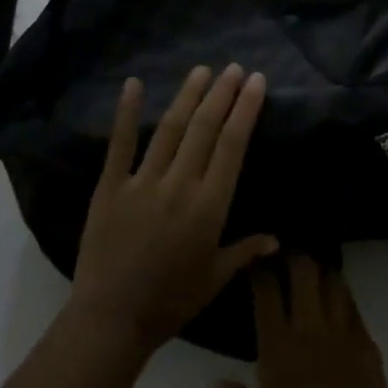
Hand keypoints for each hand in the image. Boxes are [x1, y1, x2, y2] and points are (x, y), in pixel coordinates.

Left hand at [69, 66, 278, 357]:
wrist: (111, 319)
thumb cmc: (170, 301)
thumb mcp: (214, 278)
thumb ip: (245, 251)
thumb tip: (277, 239)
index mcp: (209, 206)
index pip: (232, 146)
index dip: (245, 110)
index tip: (256, 82)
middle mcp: (180, 185)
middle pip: (205, 129)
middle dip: (222, 94)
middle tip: (234, 68)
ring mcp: (143, 182)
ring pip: (171, 130)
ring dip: (188, 96)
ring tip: (202, 70)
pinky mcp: (110, 187)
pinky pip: (120, 144)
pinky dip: (127, 113)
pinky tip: (134, 84)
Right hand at [220, 255, 387, 387]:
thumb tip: (217, 383)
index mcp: (279, 349)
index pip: (267, 291)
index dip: (260, 268)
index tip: (256, 258)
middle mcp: (310, 330)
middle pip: (304, 271)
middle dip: (294, 256)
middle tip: (286, 256)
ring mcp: (343, 334)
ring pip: (333, 281)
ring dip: (321, 270)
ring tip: (313, 270)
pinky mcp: (368, 345)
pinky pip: (353, 307)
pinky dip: (343, 296)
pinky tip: (337, 300)